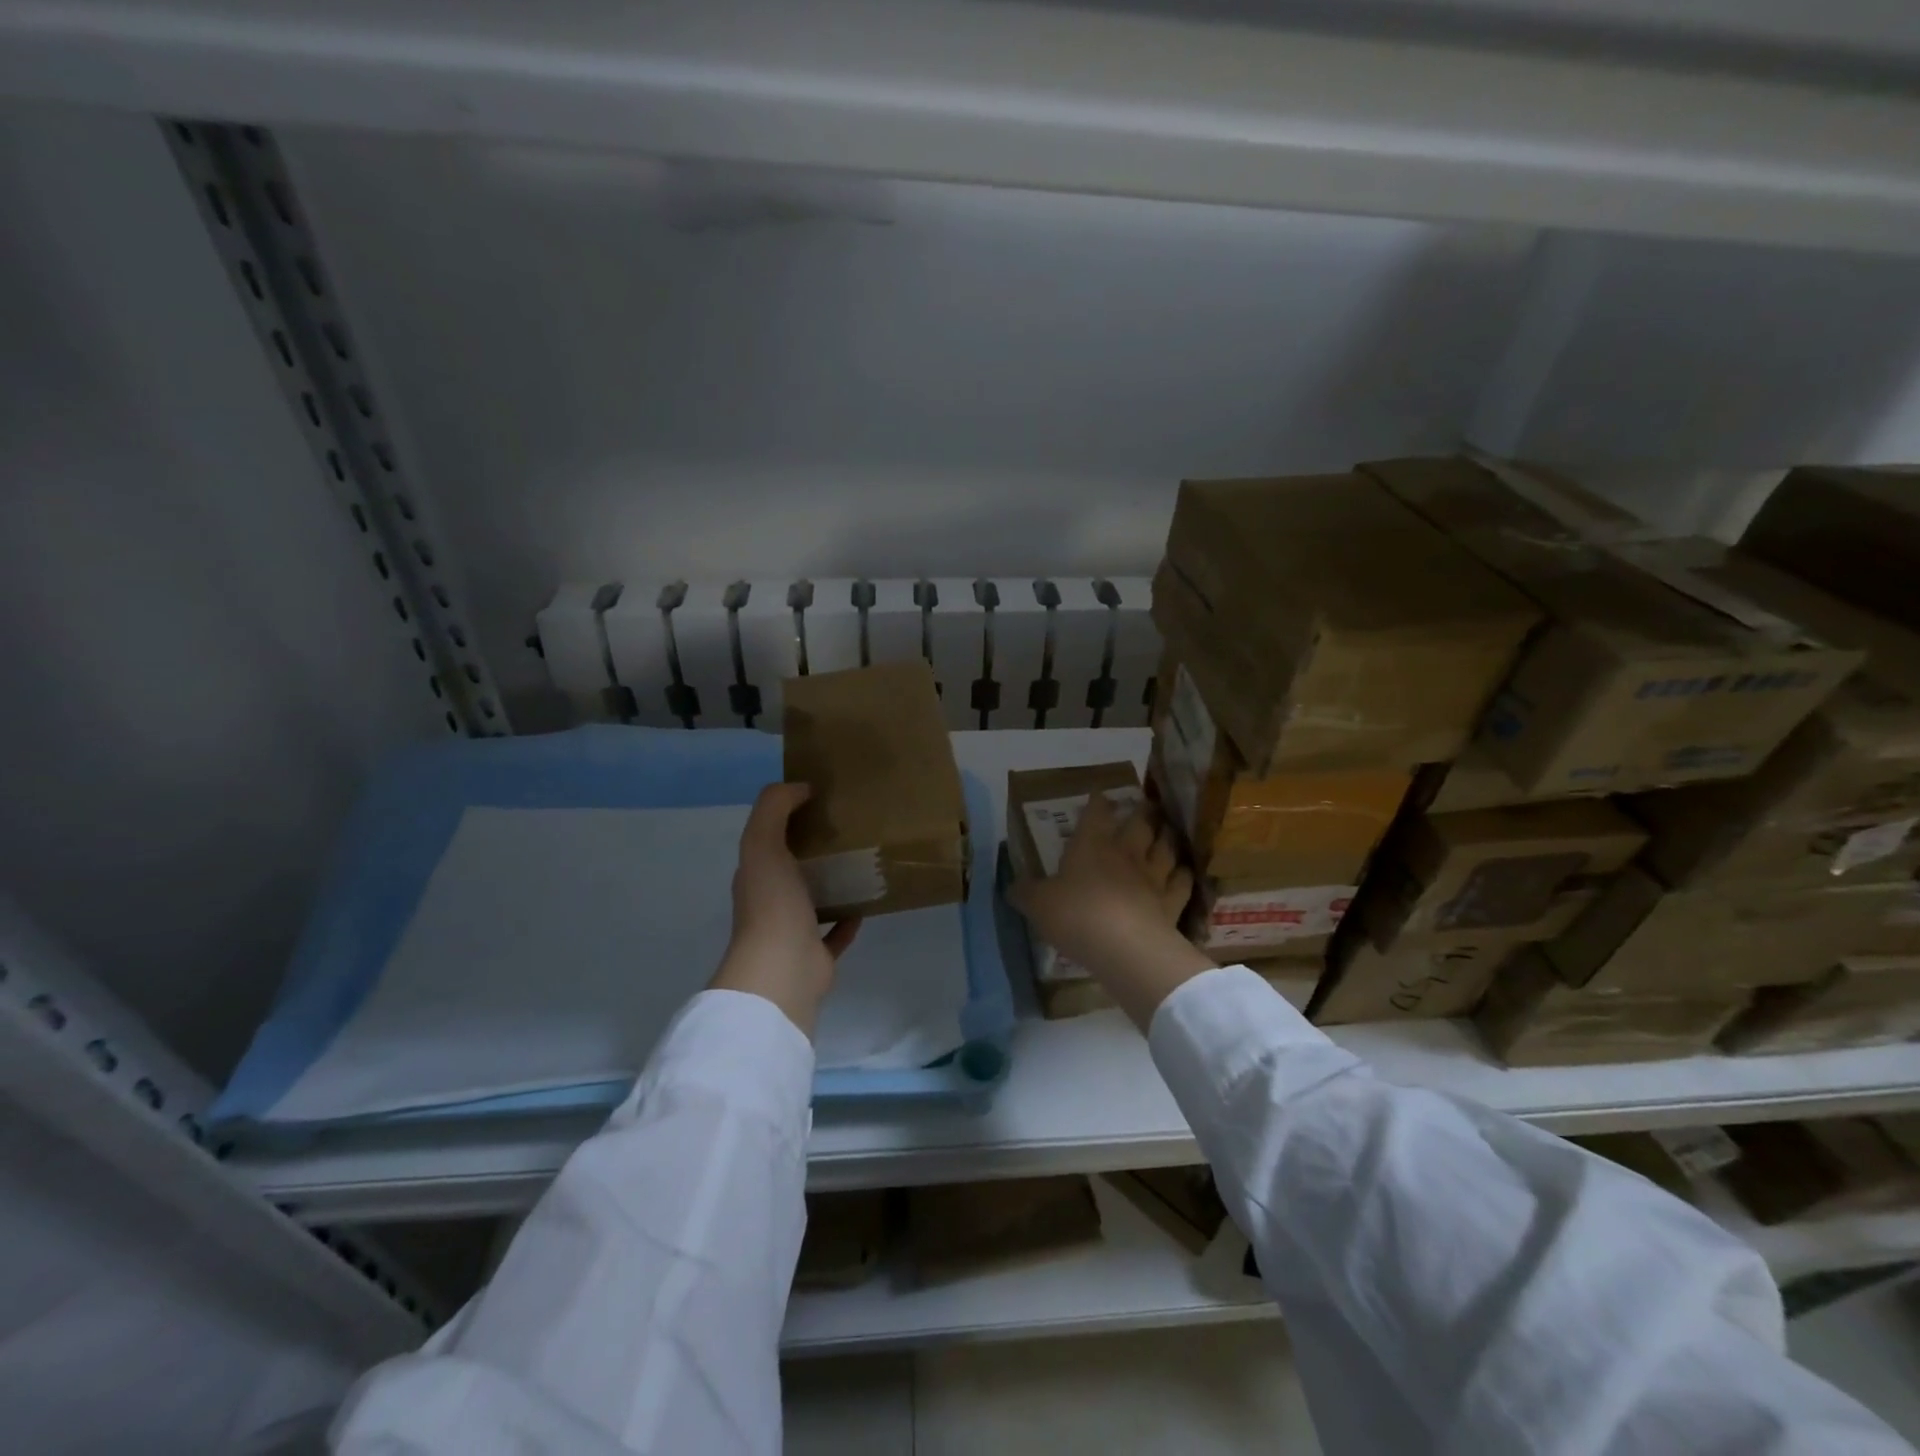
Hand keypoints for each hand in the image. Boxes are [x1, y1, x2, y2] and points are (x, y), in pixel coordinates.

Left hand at [710, 783, 860, 1037]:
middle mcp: (770, 901)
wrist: (782, 970)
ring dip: (832, 883)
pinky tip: (868, 902)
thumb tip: (801, 787)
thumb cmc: (772, 903)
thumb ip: (774, 808)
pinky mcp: (817, 954)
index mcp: (755, 874)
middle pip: (792, 868)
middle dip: (813, 849)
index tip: (820, 799)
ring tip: (862, 861)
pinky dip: (849, 918)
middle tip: (847, 827)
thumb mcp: (763, 843)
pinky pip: (836, 932)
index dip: (788, 817)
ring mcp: (793, 930)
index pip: (768, 840)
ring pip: (814, 899)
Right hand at [1011, 794, 1214, 1028]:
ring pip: (1165, 847)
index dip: (1098, 803)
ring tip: (1166, 830)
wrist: (1124, 945)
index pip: (1096, 813)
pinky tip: (1183, 871)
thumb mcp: (1038, 904)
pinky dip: (1183, 874)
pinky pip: (1182, 881)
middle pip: (1139, 824)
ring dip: (1166, 837)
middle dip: (1141, 813)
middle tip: (1145, 806)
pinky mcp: (1172, 902)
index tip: (1100, 795)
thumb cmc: (1075, 915)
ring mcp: (1153, 876)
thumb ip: (1025, 893)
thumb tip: (1011, 887)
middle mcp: (1125, 853)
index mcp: (1091, 845)